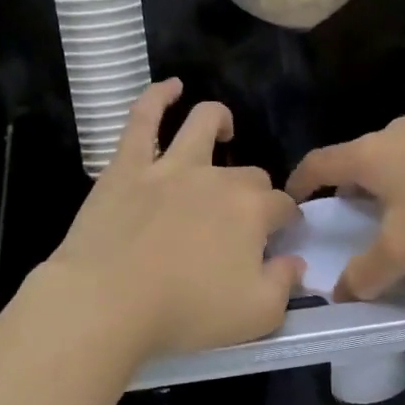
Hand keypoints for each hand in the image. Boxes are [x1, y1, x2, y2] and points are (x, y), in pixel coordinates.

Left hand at [41, 80, 303, 365]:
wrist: (108, 302)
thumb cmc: (184, 313)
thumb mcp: (256, 316)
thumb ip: (284, 286)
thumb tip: (295, 262)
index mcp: (251, 211)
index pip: (282, 206)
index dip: (286, 220)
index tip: (280, 237)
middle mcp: (217, 179)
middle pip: (249, 174)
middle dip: (256, 191)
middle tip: (243, 219)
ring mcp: (170, 166)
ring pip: (203, 124)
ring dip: (219, 121)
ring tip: (224, 128)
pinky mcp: (129, 165)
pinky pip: (144, 118)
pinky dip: (158, 97)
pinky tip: (171, 87)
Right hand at [287, 100, 404, 301]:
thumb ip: (368, 274)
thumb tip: (341, 294)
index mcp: (369, 157)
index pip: (319, 164)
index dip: (300, 182)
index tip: (293, 199)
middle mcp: (393, 130)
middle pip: (357, 154)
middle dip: (348, 182)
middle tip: (355, 212)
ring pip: (394, 140)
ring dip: (386, 164)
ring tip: (399, 191)